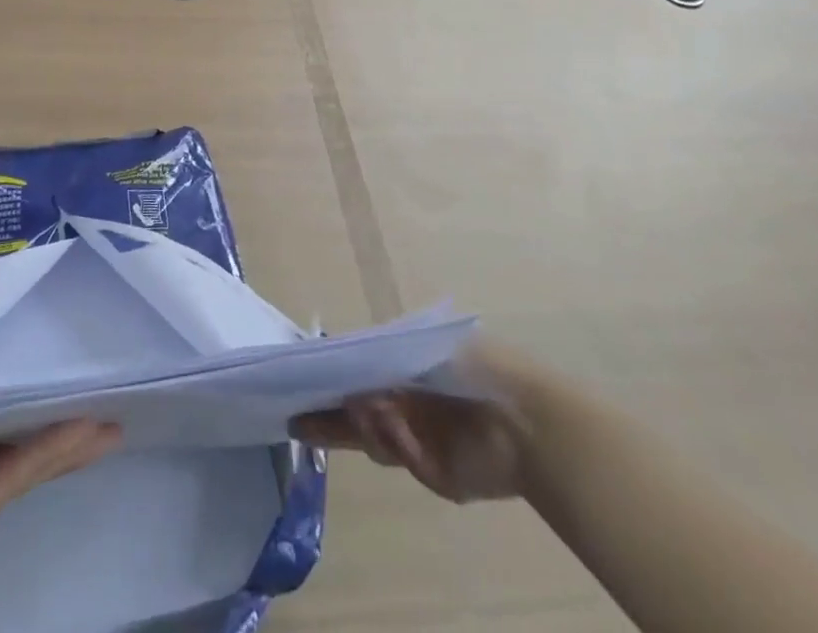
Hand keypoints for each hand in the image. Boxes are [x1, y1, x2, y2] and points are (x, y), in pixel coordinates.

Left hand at [0, 368, 120, 614]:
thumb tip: (11, 407)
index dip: (24, 383)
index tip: (69, 367)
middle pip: (9, 425)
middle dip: (54, 408)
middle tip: (104, 391)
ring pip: (19, 454)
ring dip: (65, 434)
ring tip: (114, 416)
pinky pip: (13, 479)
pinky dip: (51, 454)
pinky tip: (89, 434)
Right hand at [293, 343, 536, 503]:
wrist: (523, 418)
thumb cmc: (472, 366)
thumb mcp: (420, 345)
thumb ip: (377, 354)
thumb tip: (337, 356)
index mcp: (406, 367)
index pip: (358, 372)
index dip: (330, 378)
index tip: (299, 380)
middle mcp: (407, 401)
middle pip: (356, 412)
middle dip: (325, 415)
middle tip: (294, 417)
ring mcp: (418, 437)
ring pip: (372, 438)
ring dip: (364, 424)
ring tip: (367, 408)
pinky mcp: (431, 472)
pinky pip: (399, 457)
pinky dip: (394, 441)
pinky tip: (397, 425)